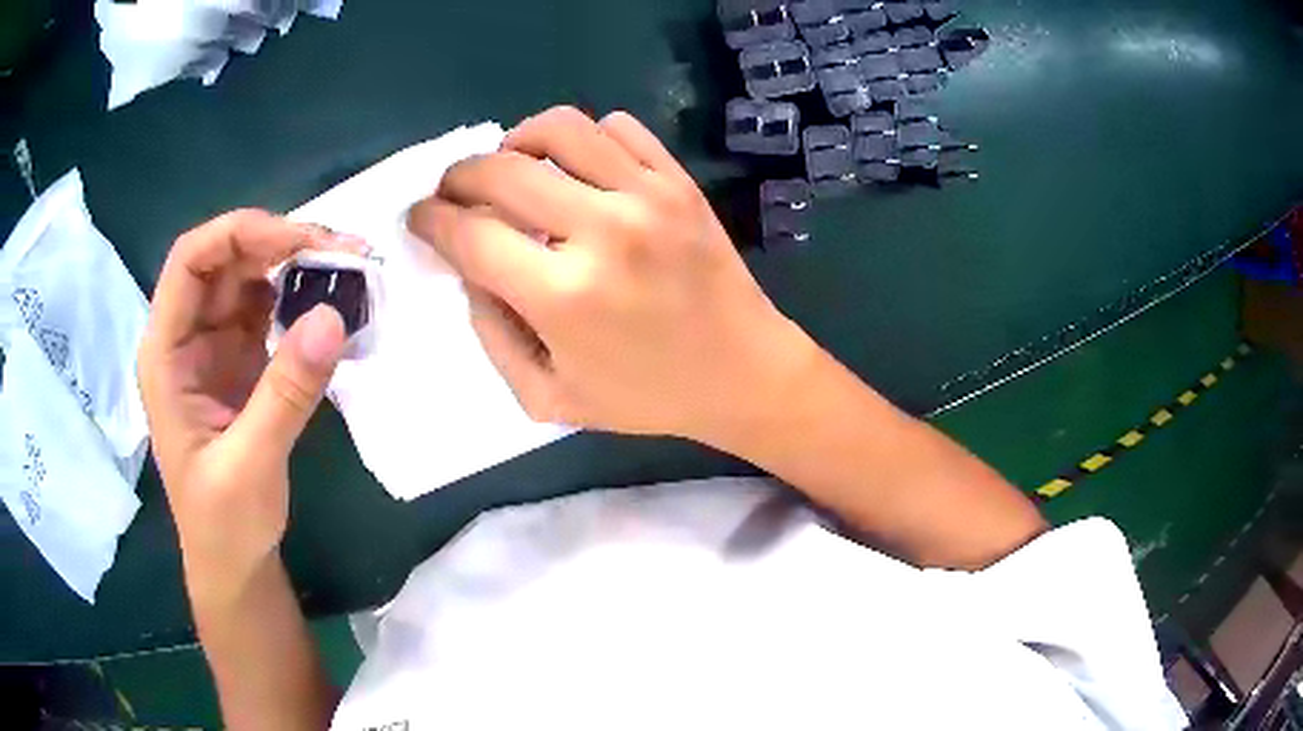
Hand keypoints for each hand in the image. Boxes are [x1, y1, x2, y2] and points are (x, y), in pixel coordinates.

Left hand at [138, 210, 355, 603]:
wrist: (233, 564)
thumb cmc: (224, 524)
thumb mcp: (251, 466)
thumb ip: (285, 393)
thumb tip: (332, 315)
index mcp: (166, 354)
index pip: (190, 261)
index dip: (239, 234)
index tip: (299, 240)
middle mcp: (186, 337)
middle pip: (224, 260)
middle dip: (278, 243)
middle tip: (341, 251)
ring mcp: (213, 347)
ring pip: (248, 277)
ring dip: (294, 265)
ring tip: (346, 269)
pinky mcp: (240, 361)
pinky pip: (267, 309)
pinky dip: (299, 297)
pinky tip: (330, 302)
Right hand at [408, 107, 819, 446]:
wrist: (743, 372)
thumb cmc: (646, 397)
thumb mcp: (548, 398)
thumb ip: (492, 334)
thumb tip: (468, 268)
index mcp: (563, 296)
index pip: (470, 235)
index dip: (431, 221)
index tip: (420, 218)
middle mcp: (602, 230)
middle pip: (502, 170)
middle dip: (458, 176)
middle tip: (453, 192)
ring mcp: (647, 196)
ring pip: (559, 128)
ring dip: (516, 141)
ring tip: (512, 168)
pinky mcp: (679, 182)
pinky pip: (618, 128)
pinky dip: (583, 139)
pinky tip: (577, 169)